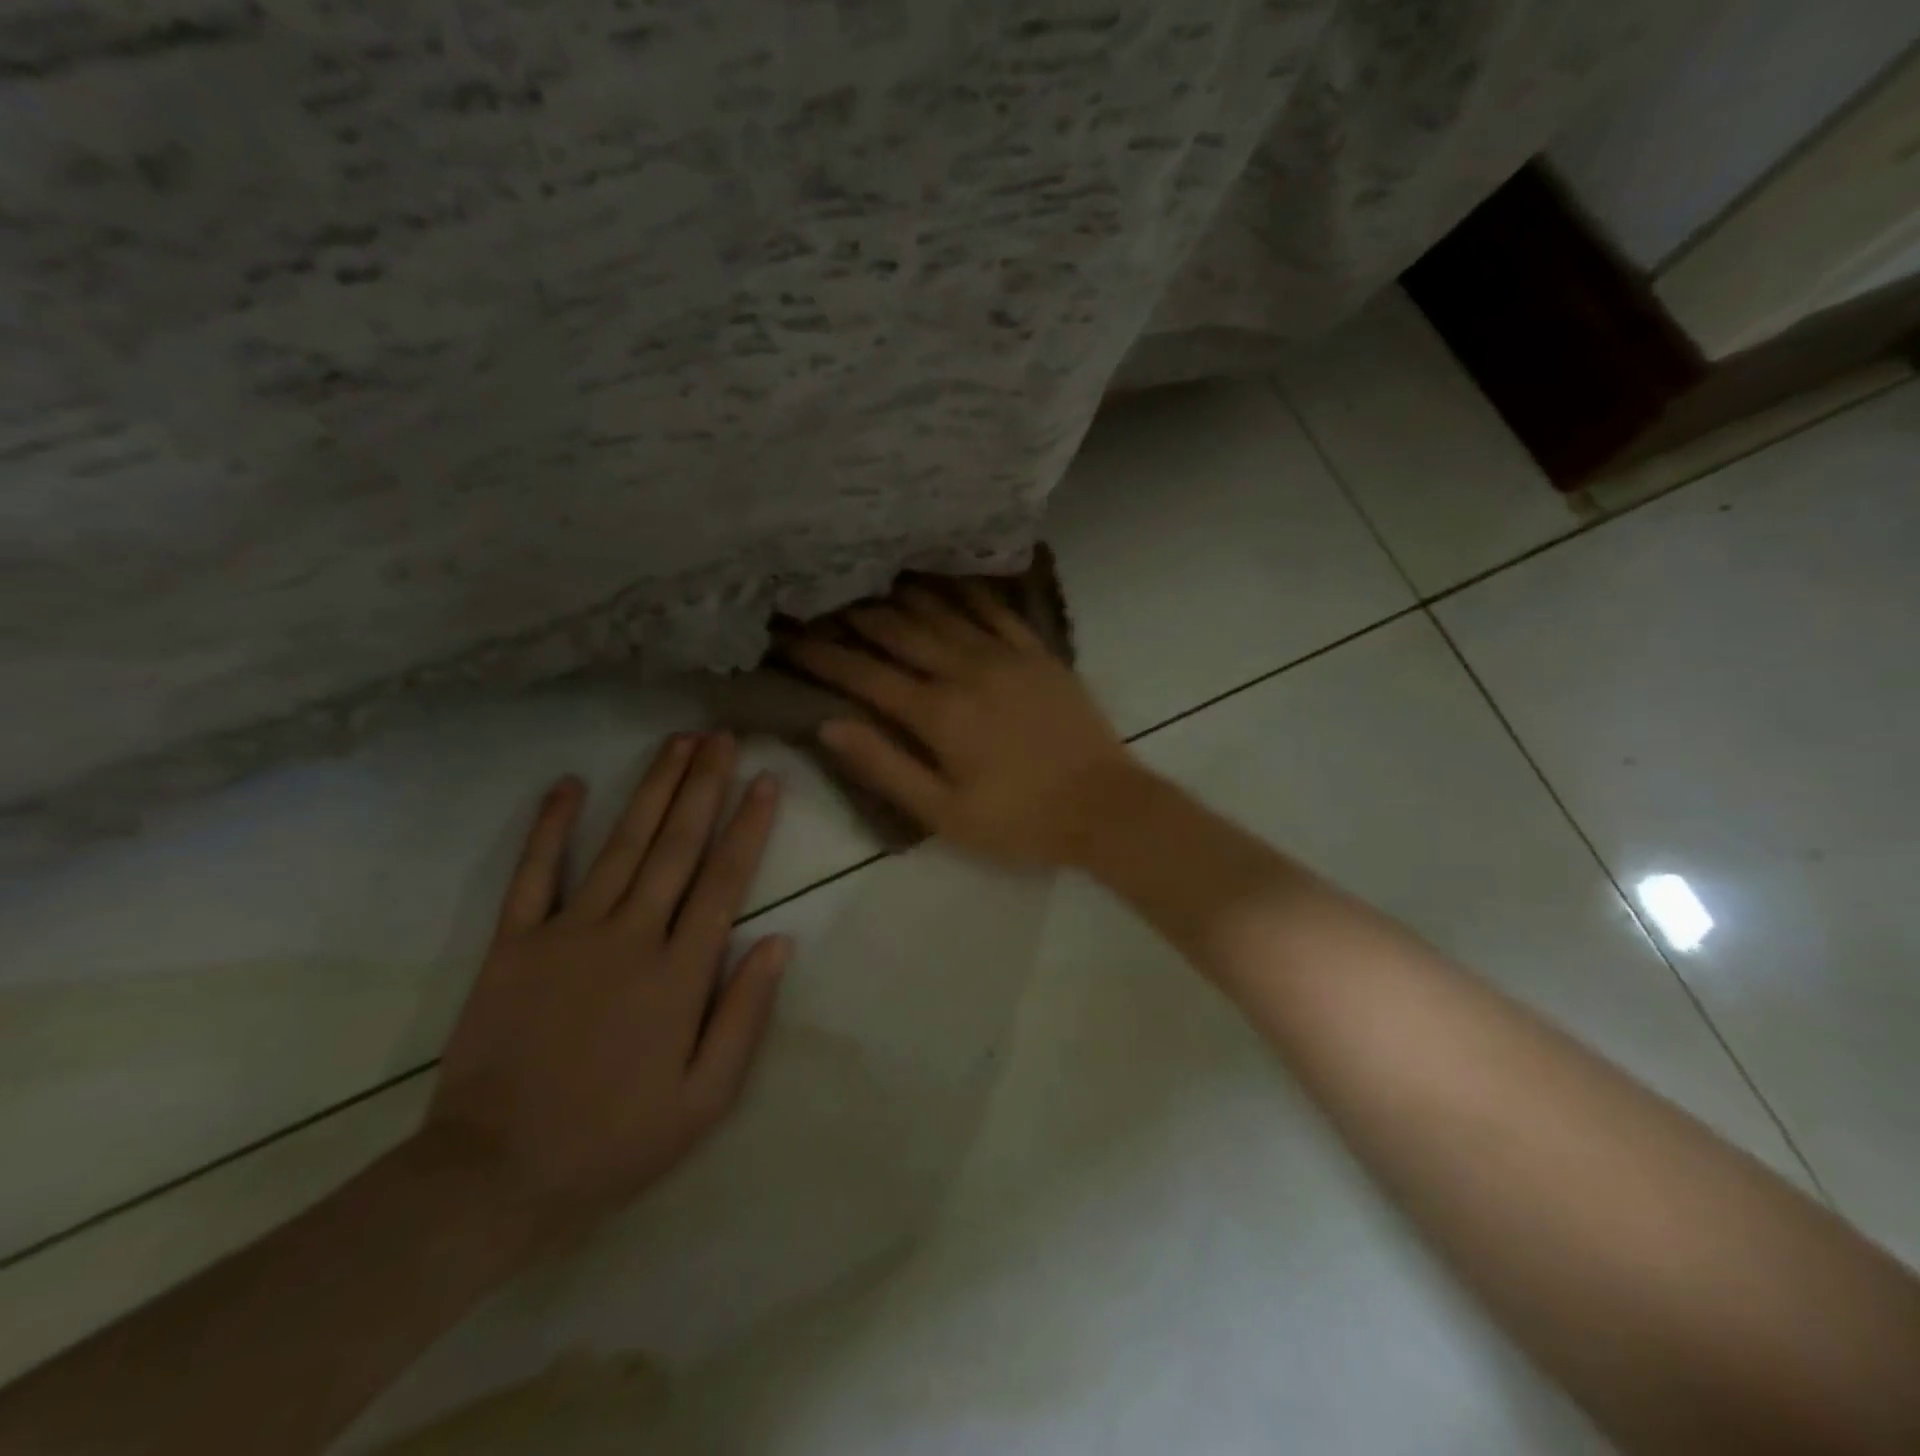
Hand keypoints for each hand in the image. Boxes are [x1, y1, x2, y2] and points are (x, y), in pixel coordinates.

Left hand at [422, 733, 788, 1250]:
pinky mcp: (513, 945)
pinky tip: (568, 783)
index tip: (765, 779)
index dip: (748, 825)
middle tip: (722, 737)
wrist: (493, 1177)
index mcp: (679, 974)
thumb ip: (746, 1015)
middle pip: (675, 846)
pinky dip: (550, 826)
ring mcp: (567, 934)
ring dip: (651, 789)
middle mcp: (629, 937)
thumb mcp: (705, 1100)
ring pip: (620, 845)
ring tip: (677, 743)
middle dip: (703, 786)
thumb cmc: (615, 1141)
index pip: (723, 881)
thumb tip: (779, 941)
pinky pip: (534, 874)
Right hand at [788, 581, 1135, 866]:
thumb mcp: (943, 812)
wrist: (1104, 807)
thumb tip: (830, 725)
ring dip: (899, 596)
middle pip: (898, 633)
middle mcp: (966, 670)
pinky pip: (994, 609)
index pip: (865, 675)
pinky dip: (963, 590)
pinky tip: (942, 577)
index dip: (822, 656)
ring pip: (941, 612)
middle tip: (817, 600)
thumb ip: (885, 766)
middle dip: (852, 617)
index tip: (786, 638)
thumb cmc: (1018, 820)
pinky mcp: (1038, 653)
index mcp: (938, 713)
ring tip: (865, 581)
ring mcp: (1006, 655)